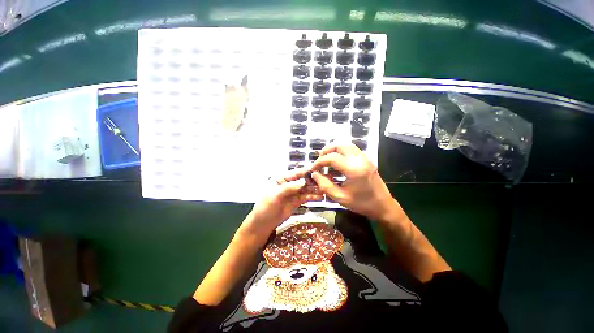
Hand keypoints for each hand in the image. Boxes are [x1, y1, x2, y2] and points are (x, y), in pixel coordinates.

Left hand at [239, 168, 322, 242]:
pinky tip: (320, 196)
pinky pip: (305, 197)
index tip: (318, 170)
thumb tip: (303, 181)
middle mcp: (288, 184)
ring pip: (306, 189)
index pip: (295, 173)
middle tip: (325, 181)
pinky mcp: (296, 201)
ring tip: (325, 189)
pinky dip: (312, 196)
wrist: (262, 225)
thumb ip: (288, 188)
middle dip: (313, 180)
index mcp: (281, 179)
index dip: (306, 171)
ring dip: (314, 188)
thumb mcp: (274, 196)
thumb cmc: (265, 208)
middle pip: (302, 180)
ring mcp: (293, 193)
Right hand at [309, 143, 396, 221]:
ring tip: (327, 159)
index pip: (332, 158)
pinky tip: (337, 161)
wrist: (383, 206)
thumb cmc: (362, 203)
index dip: (319, 162)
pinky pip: (352, 149)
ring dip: (335, 149)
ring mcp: (365, 158)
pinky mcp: (367, 160)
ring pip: (347, 145)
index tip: (313, 168)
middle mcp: (360, 159)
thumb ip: (325, 185)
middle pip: (340, 145)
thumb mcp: (340, 197)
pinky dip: (342, 151)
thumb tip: (314, 174)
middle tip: (319, 160)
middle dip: (327, 150)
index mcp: (353, 169)